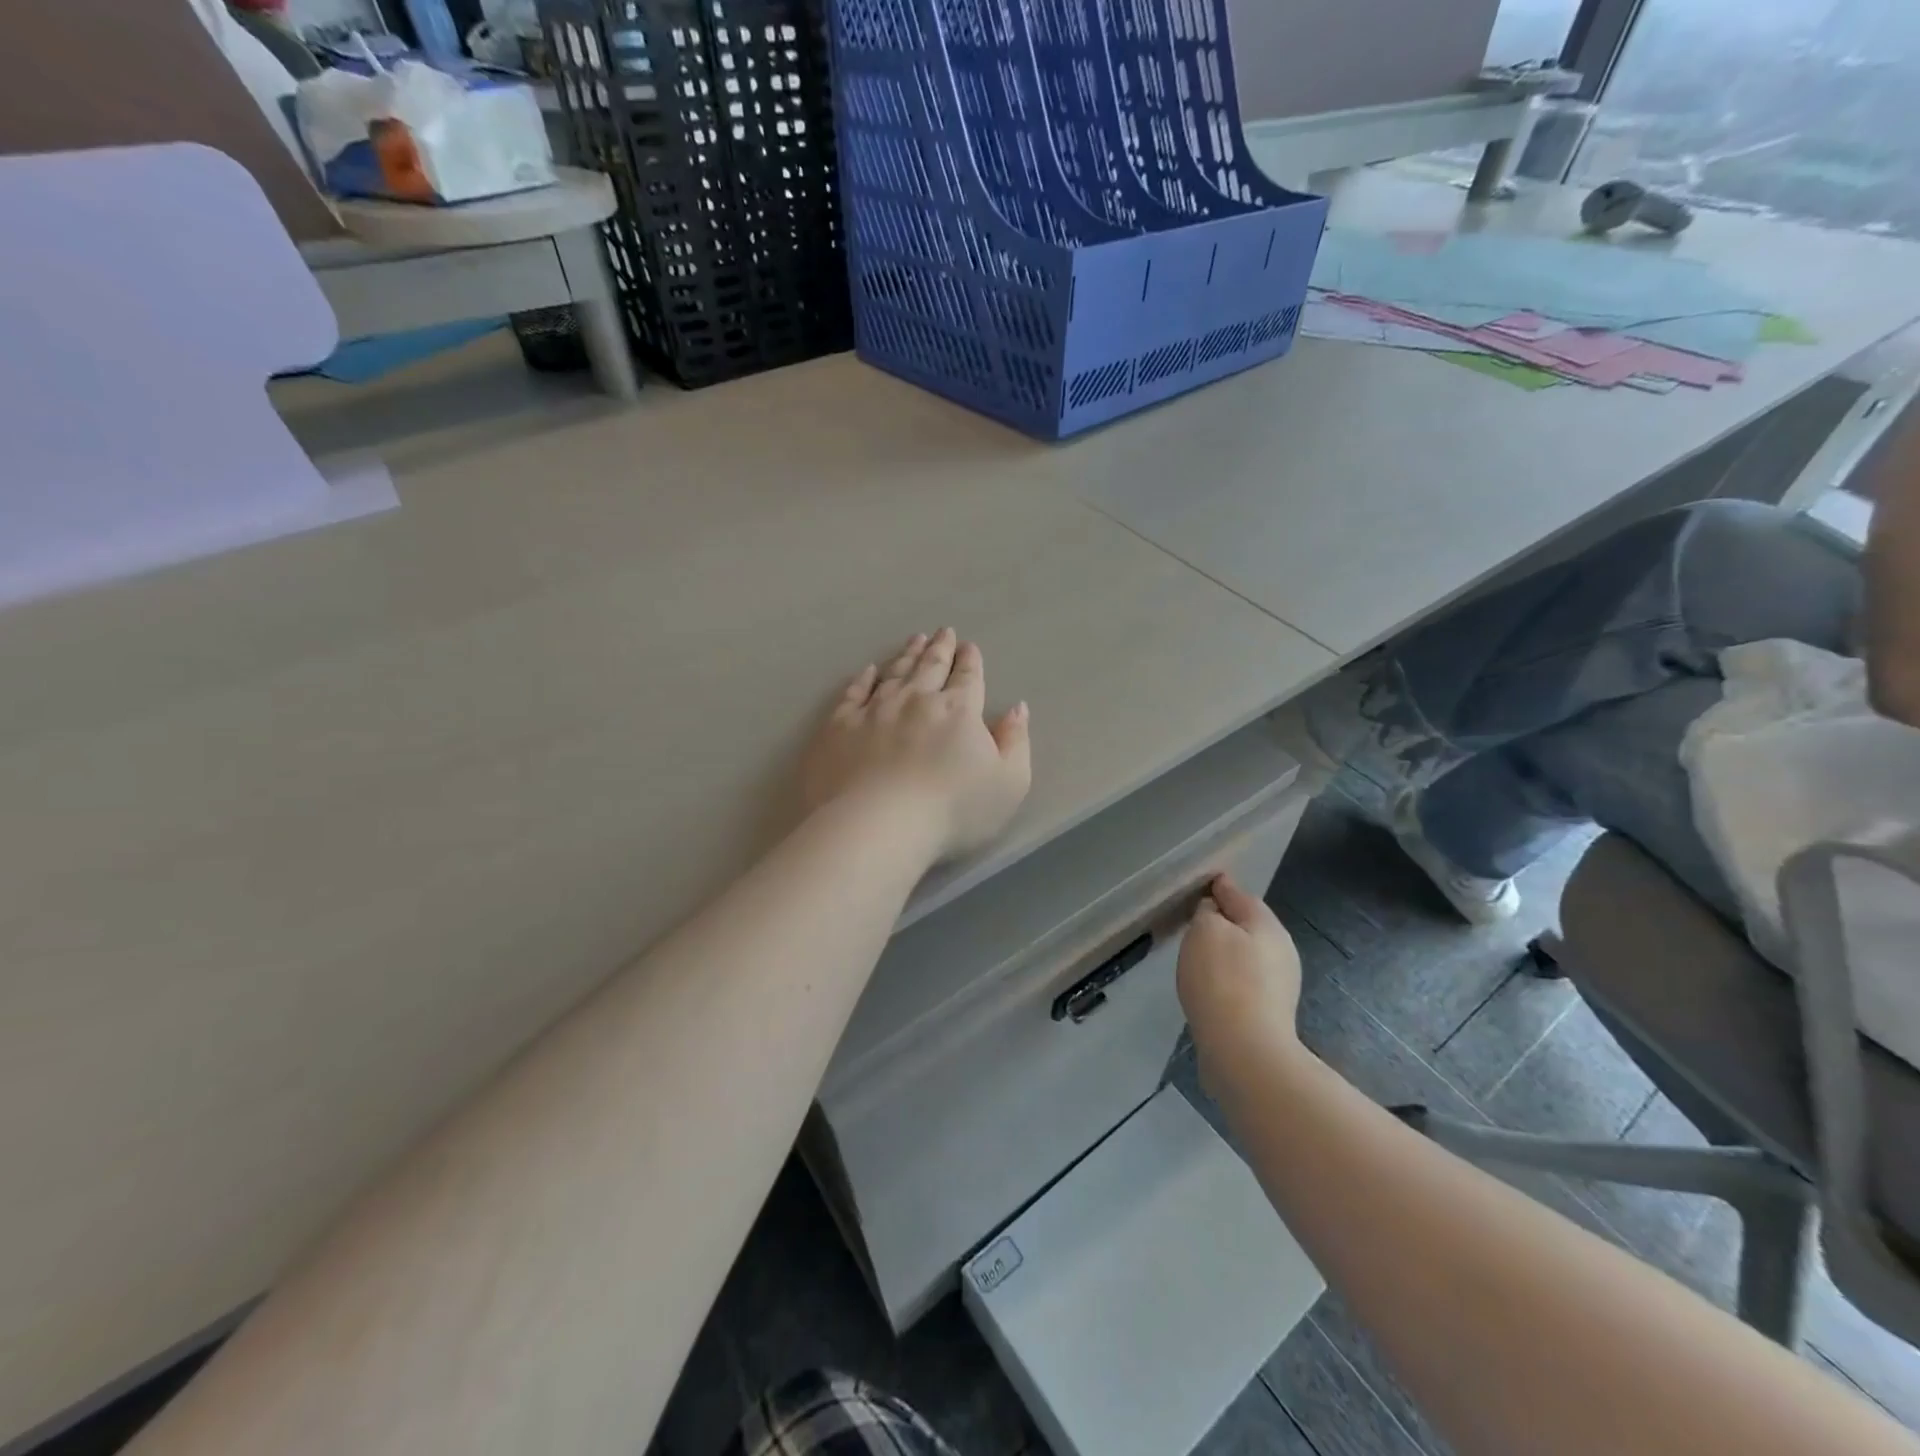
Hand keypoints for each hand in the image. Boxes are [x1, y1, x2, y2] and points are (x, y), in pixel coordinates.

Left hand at [801, 629, 1032, 862]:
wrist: (877, 825)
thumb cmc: (952, 810)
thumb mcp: (1008, 783)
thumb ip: (1016, 742)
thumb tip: (1018, 708)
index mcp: (958, 710)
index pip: (967, 677)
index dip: (970, 661)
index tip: (969, 646)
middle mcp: (916, 699)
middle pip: (931, 666)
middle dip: (940, 648)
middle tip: (944, 632)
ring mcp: (875, 709)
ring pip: (895, 672)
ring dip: (907, 654)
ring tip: (915, 640)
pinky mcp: (840, 725)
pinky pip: (854, 692)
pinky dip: (863, 678)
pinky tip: (868, 670)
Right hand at [1176, 874, 1304, 1074]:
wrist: (1244, 1051)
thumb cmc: (1222, 980)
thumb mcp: (1205, 931)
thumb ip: (1208, 912)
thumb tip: (1214, 912)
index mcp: (1268, 925)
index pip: (1240, 895)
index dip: (1220, 888)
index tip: (1203, 884)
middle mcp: (1282, 951)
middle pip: (1248, 926)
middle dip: (1225, 922)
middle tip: (1195, 922)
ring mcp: (1280, 985)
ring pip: (1247, 955)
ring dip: (1226, 952)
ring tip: (1198, 956)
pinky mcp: (1270, 1013)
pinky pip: (1244, 982)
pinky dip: (1228, 978)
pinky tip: (1210, 986)